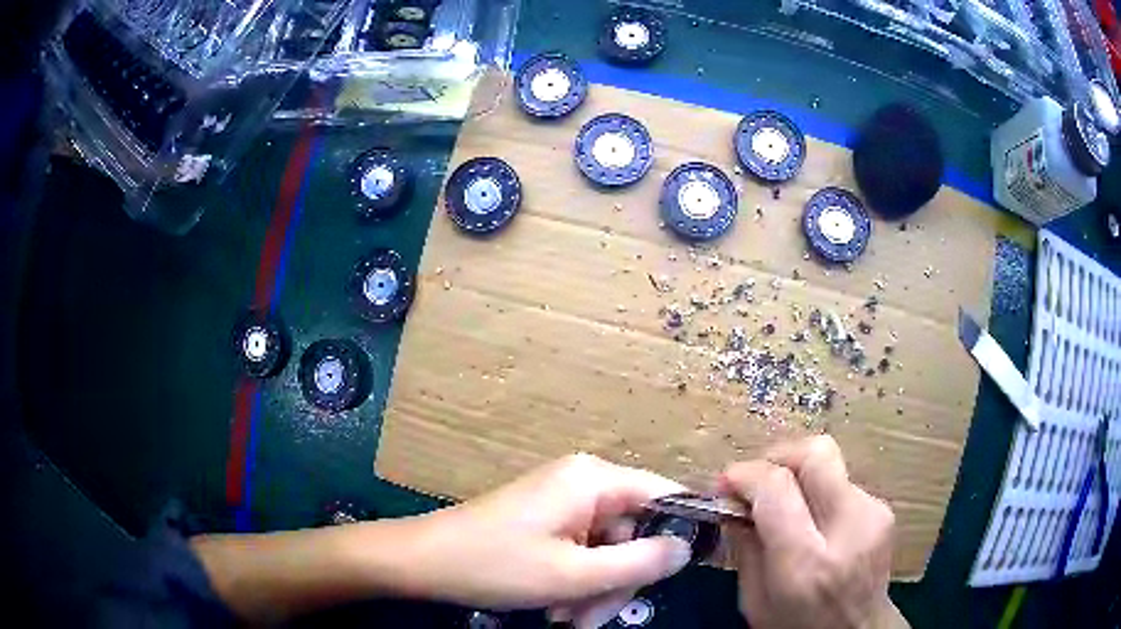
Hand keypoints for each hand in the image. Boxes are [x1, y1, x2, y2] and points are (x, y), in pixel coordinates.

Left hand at [410, 453, 692, 627]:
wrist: (422, 562)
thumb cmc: (495, 566)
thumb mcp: (574, 575)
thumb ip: (640, 563)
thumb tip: (687, 549)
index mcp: (594, 480)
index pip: (664, 495)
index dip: (682, 531)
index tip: (683, 574)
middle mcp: (583, 484)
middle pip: (635, 532)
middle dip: (620, 580)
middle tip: (594, 618)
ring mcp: (564, 503)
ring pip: (608, 550)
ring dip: (596, 588)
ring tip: (569, 618)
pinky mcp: (548, 522)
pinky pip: (582, 552)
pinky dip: (577, 582)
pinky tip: (556, 607)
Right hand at [719, 436, 903, 628]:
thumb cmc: (797, 626)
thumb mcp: (754, 600)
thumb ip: (745, 547)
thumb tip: (733, 501)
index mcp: (807, 562)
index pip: (778, 488)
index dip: (746, 474)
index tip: (725, 483)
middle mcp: (848, 529)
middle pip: (815, 454)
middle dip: (779, 456)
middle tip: (757, 478)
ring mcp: (873, 515)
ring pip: (830, 464)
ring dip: (799, 476)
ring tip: (784, 505)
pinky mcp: (884, 510)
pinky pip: (842, 483)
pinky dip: (819, 492)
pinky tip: (812, 520)